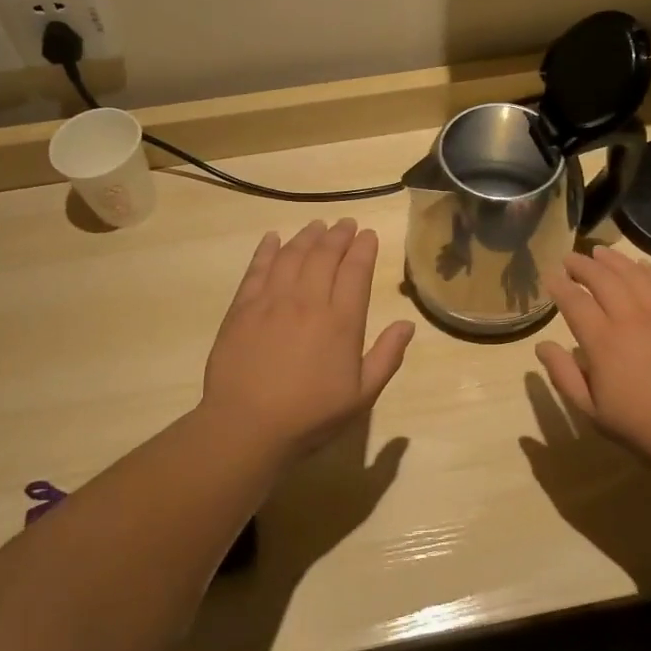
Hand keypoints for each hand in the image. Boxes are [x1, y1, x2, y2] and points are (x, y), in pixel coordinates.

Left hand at [201, 219, 415, 459]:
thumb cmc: (310, 416)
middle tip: (346, 223)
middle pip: (324, 255)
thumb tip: (408, 325)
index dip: (364, 248)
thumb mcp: (361, 395)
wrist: (246, 427)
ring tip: (317, 225)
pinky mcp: (242, 308)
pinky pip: (257, 269)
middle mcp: (308, 301)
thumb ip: (387, 357)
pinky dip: (267, 250)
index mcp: (341, 321)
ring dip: (307, 236)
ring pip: (292, 255)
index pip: (356, 271)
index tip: (368, 234)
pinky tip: (273, 239)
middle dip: (338, 235)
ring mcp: (272, 301)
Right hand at [536, 246, 650, 475]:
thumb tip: (542, 346)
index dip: (560, 286)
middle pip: (602, 279)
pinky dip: (647, 271)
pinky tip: (639, 266)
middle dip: (582, 266)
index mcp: (604, 343)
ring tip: (598, 252)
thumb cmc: (645, 428)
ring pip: (633, 275)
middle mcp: (631, 319)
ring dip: (612, 261)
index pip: (575, 302)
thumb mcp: (594, 413)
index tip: (550, 277)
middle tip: (569, 258)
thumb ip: (565, 376)